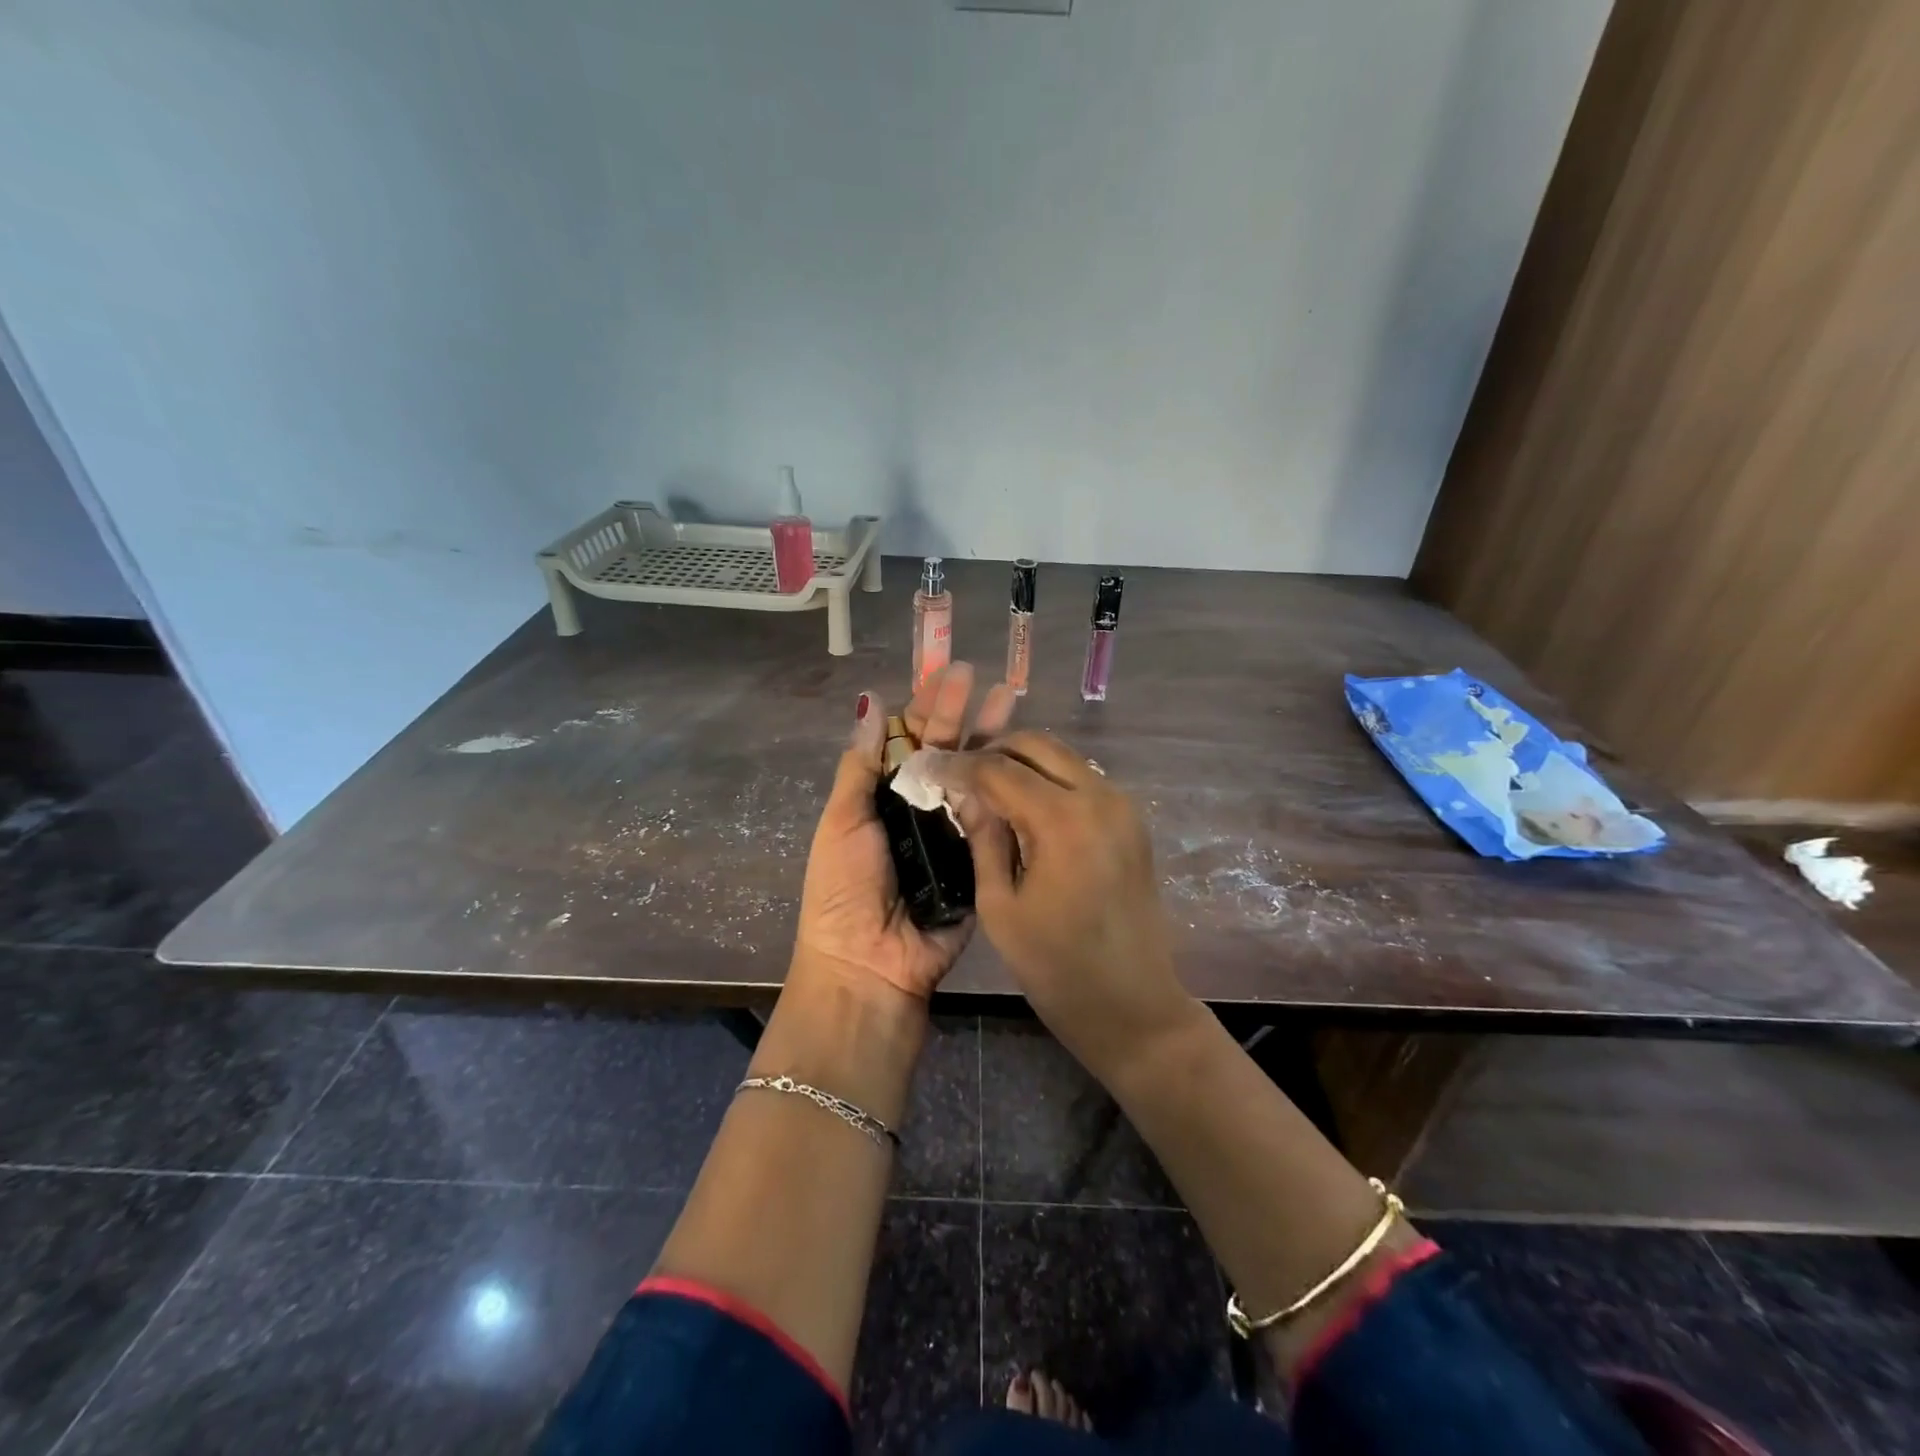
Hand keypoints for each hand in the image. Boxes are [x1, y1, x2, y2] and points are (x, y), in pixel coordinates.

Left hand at [793, 664, 1015, 1000]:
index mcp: (884, 797)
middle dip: (961, 714)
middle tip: (981, 679)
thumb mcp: (842, 822)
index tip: (944, 675)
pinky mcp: (980, 863)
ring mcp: (953, 835)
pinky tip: (1021, 758)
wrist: (869, 966)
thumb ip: (860, 766)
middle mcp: (921, 809)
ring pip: (975, 779)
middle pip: (946, 752)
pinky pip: (993, 822)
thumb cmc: (844, 889)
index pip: (908, 741)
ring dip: (991, 742)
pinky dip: (1006, 792)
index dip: (925, 707)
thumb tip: (870, 704)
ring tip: (1010, 703)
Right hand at [934, 732, 1197, 1070]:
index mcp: (1063, 820)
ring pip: (1063, 757)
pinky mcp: (1132, 820)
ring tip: (987, 788)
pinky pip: (1082, 780)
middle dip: (993, 751)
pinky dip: (1050, 780)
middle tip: (960, 774)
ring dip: (1023, 763)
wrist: (1135, 1007)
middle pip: (1037, 745)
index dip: (958, 766)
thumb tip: (966, 794)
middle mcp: (1099, 797)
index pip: (999, 769)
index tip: (928, 767)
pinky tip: (1025, 806)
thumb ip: (983, 839)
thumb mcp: (1001, 907)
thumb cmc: (1057, 968)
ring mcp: (1122, 806)